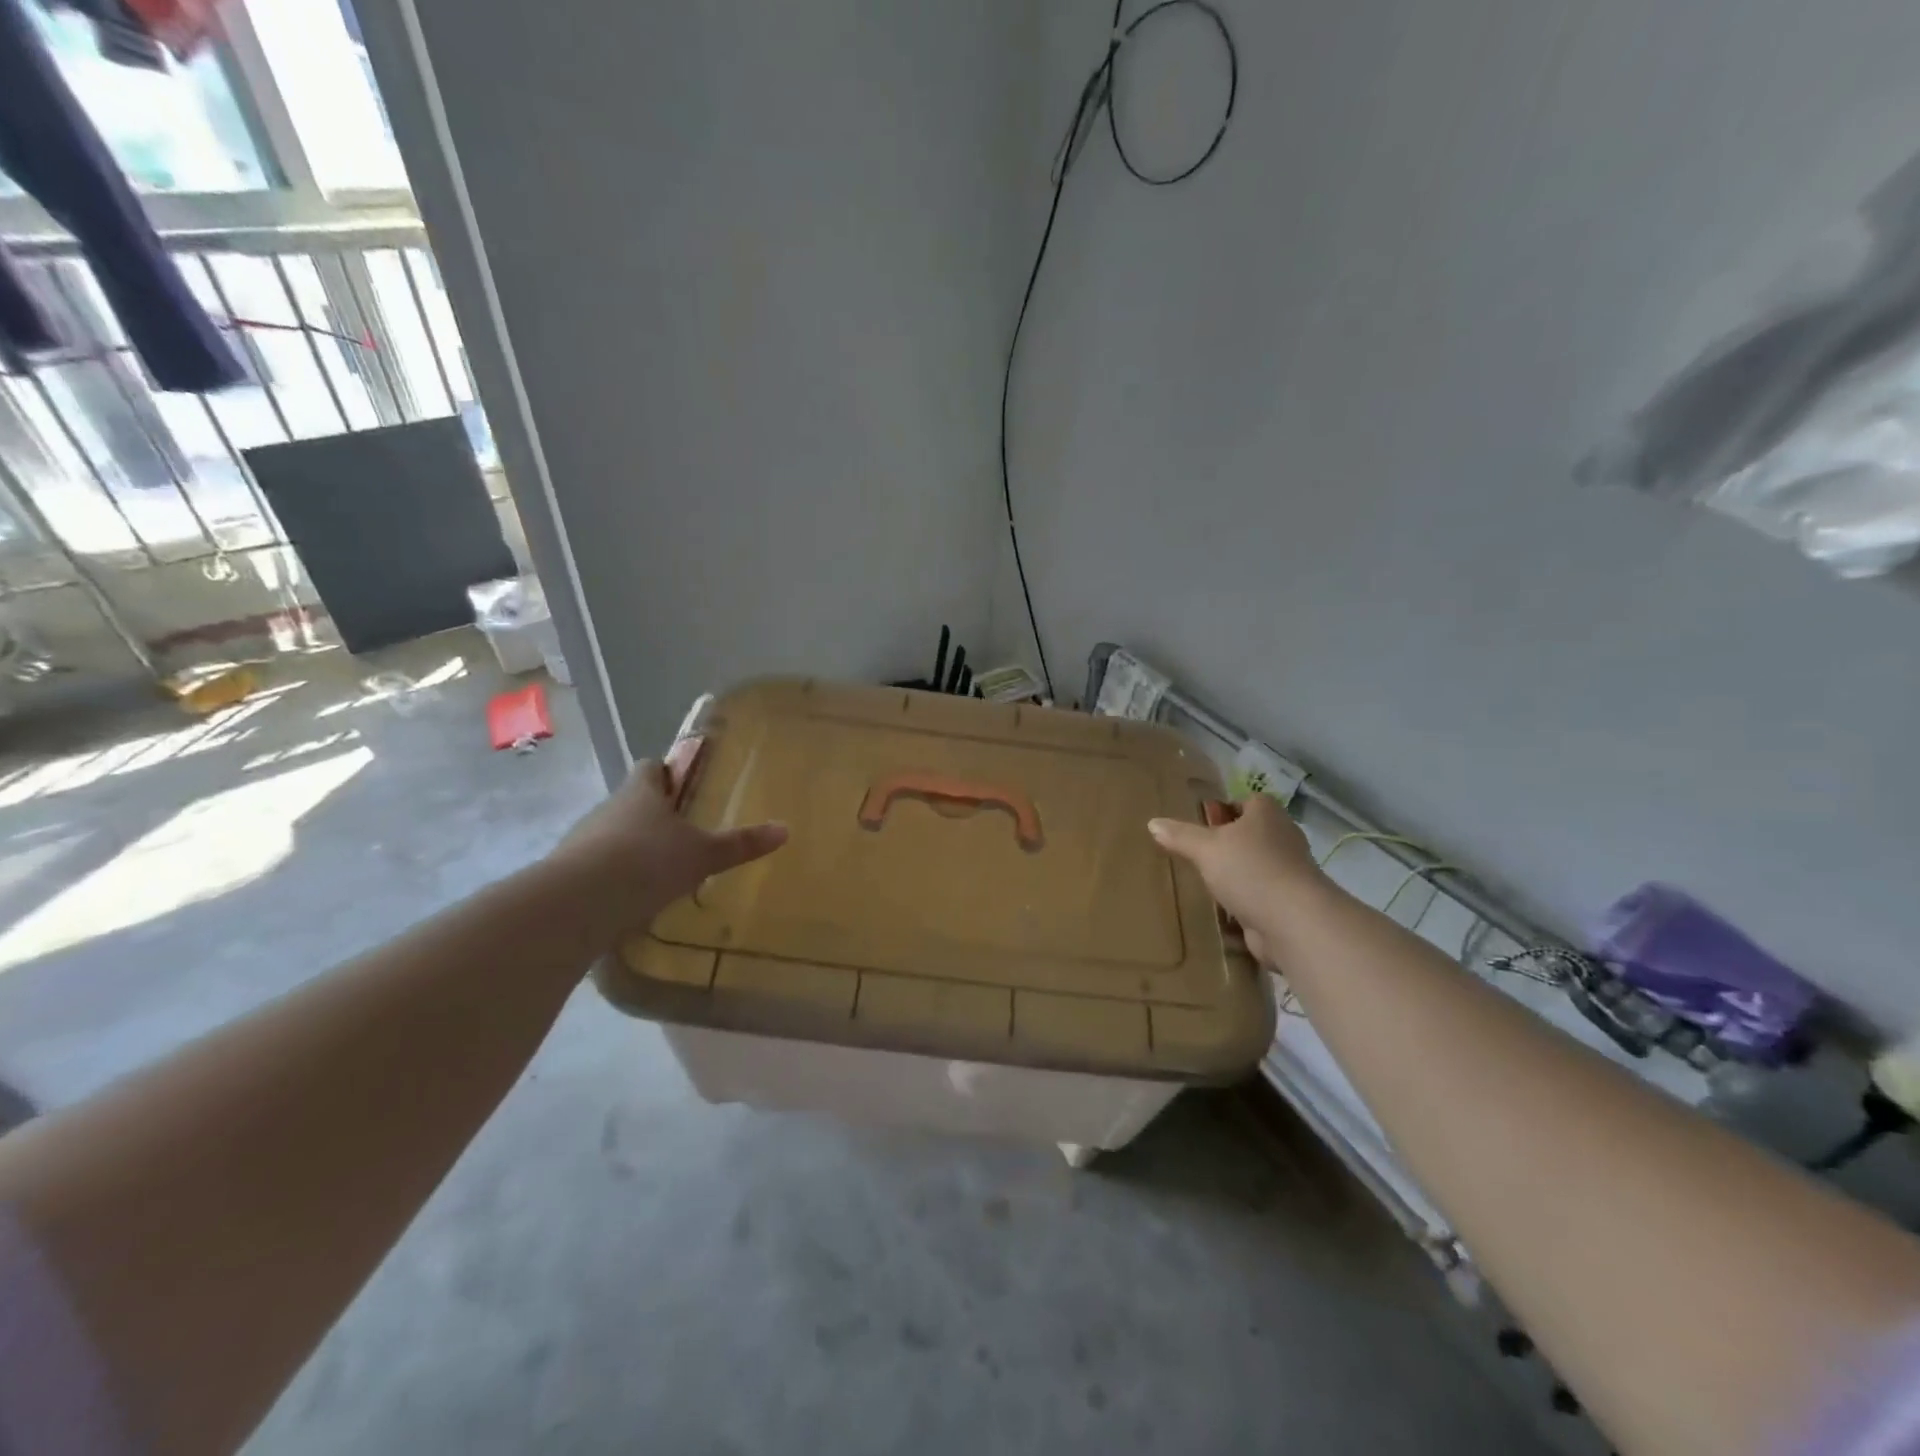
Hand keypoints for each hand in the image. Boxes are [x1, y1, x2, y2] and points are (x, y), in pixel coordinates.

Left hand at [553, 743, 786, 940]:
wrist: (578, 903)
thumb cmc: (648, 862)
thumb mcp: (703, 855)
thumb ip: (740, 844)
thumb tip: (785, 829)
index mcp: (642, 792)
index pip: (651, 768)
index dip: (667, 772)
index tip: (683, 784)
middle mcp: (609, 808)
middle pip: (632, 802)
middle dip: (653, 815)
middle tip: (681, 834)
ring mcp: (583, 840)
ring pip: (613, 835)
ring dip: (631, 847)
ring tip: (659, 871)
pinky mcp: (567, 874)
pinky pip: (597, 867)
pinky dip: (614, 877)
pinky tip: (632, 898)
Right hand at [1148, 794, 1320, 961]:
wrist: (1294, 922)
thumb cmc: (1250, 870)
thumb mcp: (1205, 848)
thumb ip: (1180, 835)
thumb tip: (1153, 823)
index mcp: (1267, 814)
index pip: (1248, 802)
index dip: (1226, 809)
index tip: (1202, 823)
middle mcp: (1283, 838)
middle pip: (1252, 835)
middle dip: (1228, 844)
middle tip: (1197, 853)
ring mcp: (1289, 873)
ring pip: (1256, 867)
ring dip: (1236, 876)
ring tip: (1205, 883)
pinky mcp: (1288, 903)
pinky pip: (1260, 897)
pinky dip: (1244, 904)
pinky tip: (1222, 913)